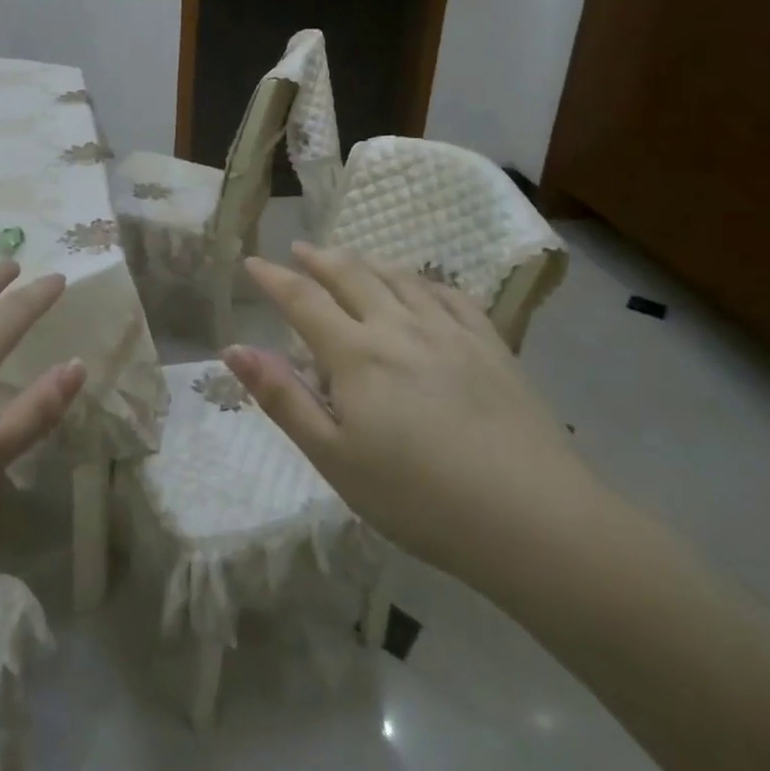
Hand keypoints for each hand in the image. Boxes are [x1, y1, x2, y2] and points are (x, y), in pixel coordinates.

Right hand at [222, 243, 607, 591]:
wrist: (535, 522)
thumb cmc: (418, 498)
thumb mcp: (333, 458)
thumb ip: (282, 398)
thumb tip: (234, 349)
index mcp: (356, 355)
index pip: (303, 300)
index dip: (274, 279)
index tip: (252, 263)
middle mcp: (399, 329)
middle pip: (352, 276)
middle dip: (319, 258)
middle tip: (299, 249)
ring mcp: (451, 334)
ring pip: (400, 279)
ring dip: (367, 262)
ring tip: (351, 257)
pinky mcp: (492, 347)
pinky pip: (452, 297)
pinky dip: (425, 281)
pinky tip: (421, 285)